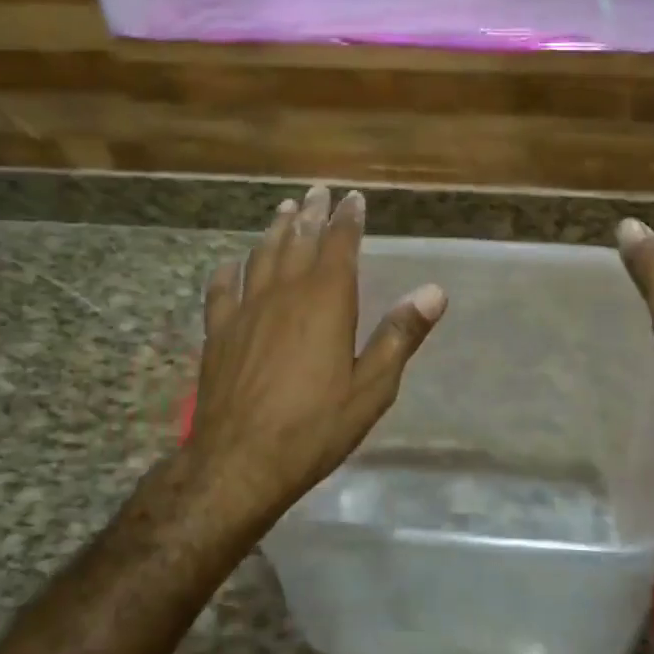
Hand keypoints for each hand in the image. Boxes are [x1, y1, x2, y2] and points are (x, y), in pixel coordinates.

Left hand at [187, 184, 446, 525]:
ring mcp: (246, 310)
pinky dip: (229, 271)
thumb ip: (399, 335)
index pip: (340, 245)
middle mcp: (284, 293)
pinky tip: (231, 264)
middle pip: (298, 241)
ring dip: (274, 230)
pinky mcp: (219, 333)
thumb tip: (434, 291)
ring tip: (283, 210)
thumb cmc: (315, 426)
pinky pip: (222, 290)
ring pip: (261, 256)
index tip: (353, 197)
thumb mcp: (372, 387)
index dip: (348, 219)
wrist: (239, 461)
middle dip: (311, 214)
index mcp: (326, 301)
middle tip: (317, 191)